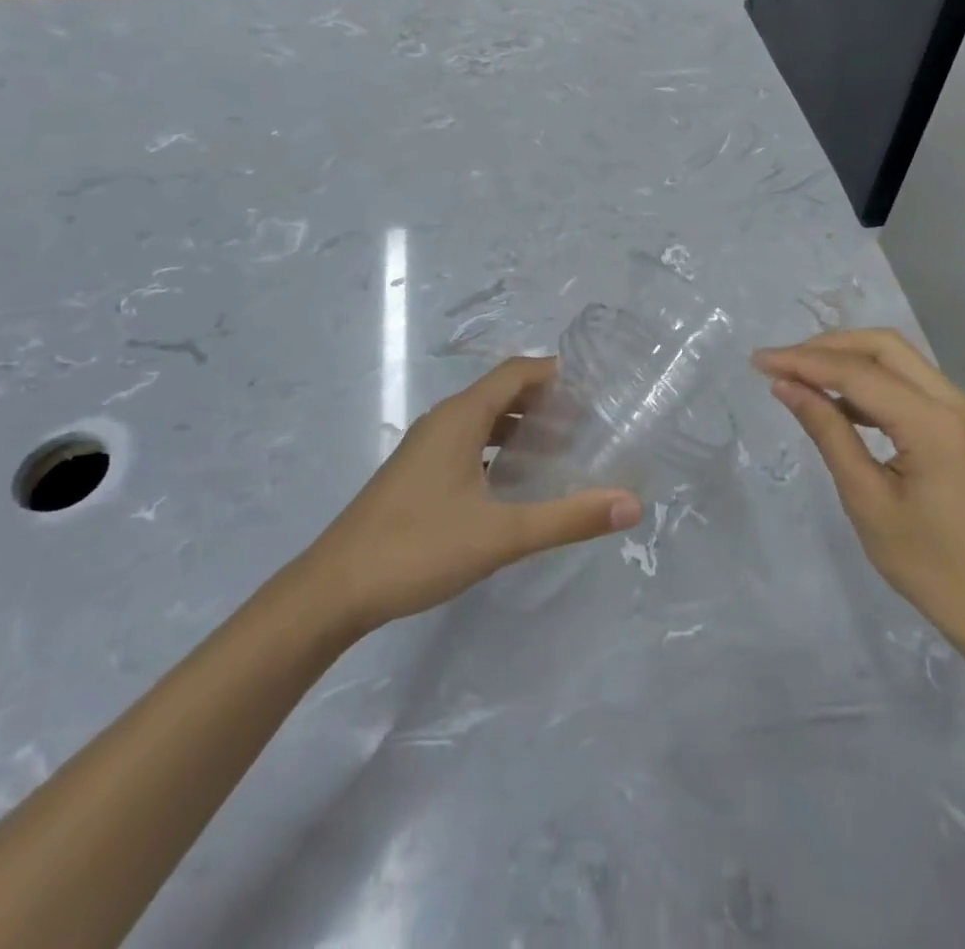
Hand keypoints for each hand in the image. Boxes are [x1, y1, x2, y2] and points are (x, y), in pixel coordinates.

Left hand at [300, 356, 642, 642]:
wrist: (332, 591)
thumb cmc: (418, 548)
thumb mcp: (502, 535)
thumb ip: (568, 518)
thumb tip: (632, 504)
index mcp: (461, 418)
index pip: (516, 372)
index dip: (555, 373)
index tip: (594, 387)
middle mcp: (442, 422)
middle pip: (501, 392)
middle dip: (544, 400)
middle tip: (588, 422)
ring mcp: (425, 448)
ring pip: (482, 419)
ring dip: (520, 425)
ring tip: (559, 448)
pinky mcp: (416, 474)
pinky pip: (467, 442)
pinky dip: (497, 448)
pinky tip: (513, 481)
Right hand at [753, 329, 964, 640]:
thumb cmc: (927, 564)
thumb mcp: (866, 499)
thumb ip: (827, 432)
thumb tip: (786, 386)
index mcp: (934, 424)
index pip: (859, 373)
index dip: (804, 361)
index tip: (758, 360)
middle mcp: (956, 403)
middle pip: (884, 347)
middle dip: (827, 347)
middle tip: (781, 363)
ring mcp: (964, 411)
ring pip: (898, 360)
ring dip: (848, 360)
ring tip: (799, 377)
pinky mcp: (961, 425)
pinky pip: (910, 385)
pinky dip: (870, 383)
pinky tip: (838, 403)